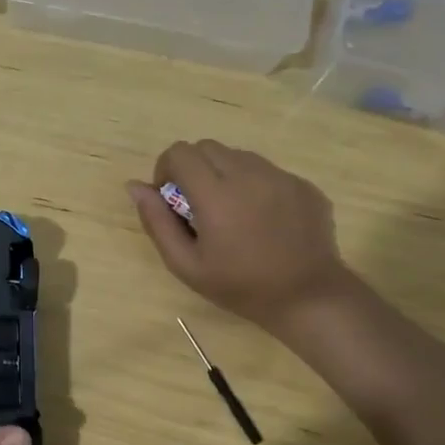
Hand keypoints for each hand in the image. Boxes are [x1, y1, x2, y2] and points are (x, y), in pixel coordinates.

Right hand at [128, 140, 348, 331]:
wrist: (308, 298)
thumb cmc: (240, 286)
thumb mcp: (185, 265)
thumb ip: (156, 222)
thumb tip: (135, 186)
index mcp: (215, 194)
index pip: (180, 153)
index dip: (167, 169)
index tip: (172, 198)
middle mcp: (248, 175)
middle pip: (207, 147)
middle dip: (194, 168)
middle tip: (199, 205)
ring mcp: (280, 177)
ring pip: (238, 156)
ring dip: (224, 174)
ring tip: (232, 212)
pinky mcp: (303, 185)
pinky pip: (268, 171)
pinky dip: (255, 185)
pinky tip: (262, 220)